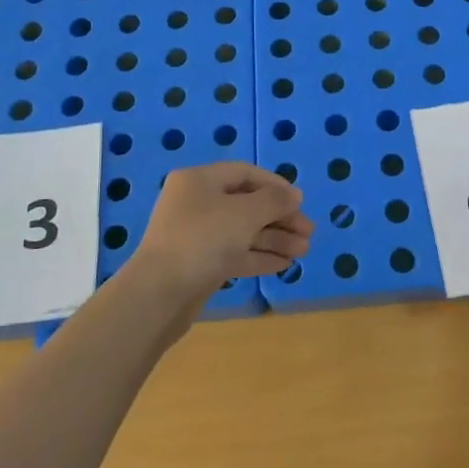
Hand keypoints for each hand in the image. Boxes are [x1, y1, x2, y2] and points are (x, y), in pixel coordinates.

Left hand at [128, 162, 313, 300]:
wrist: (159, 294)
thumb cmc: (203, 240)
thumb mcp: (245, 213)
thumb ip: (274, 200)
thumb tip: (294, 194)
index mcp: (199, 181)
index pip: (245, 173)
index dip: (275, 185)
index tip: (300, 202)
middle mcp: (195, 203)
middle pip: (246, 204)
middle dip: (280, 218)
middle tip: (308, 233)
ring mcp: (196, 235)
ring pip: (242, 231)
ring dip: (274, 239)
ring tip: (303, 252)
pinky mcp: (198, 264)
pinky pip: (234, 254)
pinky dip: (258, 257)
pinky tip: (283, 265)